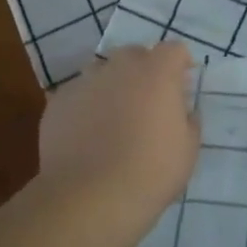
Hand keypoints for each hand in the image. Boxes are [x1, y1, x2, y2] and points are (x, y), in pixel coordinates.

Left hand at [38, 42, 199, 216]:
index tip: (182, 86)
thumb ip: (187, 120)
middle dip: (144, 71)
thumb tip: (180, 111)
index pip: (174, 50)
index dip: (180, 64)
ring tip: (114, 119)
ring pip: (102, 72)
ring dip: (112, 86)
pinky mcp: (57, 102)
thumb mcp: (188, 149)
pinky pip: (78, 95)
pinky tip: (88, 136)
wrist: (92, 196)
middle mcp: (119, 68)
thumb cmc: (152, 171)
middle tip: (148, 102)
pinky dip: (86, 107)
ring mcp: (84, 82)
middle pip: (134, 55)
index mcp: (157, 73)